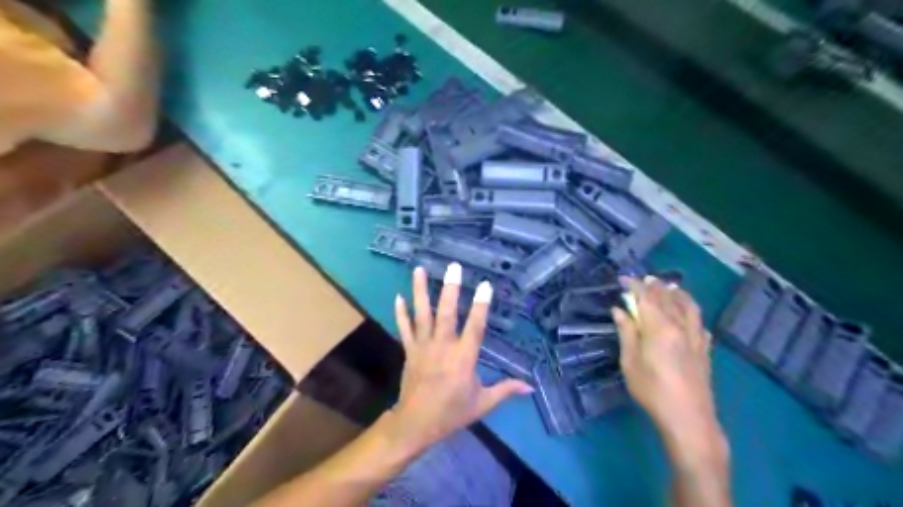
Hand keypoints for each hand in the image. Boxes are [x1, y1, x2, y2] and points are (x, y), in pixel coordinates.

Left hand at [391, 264, 530, 448]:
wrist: (416, 424)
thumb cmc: (452, 413)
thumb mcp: (483, 403)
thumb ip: (506, 390)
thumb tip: (530, 387)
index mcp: (463, 358)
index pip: (475, 327)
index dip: (482, 306)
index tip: (486, 285)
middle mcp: (443, 347)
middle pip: (447, 314)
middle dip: (450, 289)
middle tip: (453, 267)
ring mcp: (423, 347)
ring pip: (422, 315)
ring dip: (420, 291)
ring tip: (419, 269)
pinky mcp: (409, 351)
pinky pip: (404, 328)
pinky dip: (400, 313)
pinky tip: (398, 296)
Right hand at [615, 277, 719, 432]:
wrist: (688, 418)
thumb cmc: (651, 390)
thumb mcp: (630, 362)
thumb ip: (627, 332)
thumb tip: (620, 310)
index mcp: (659, 327)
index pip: (646, 297)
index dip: (634, 285)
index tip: (623, 279)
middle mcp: (680, 326)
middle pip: (667, 298)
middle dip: (654, 285)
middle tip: (643, 278)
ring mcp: (696, 337)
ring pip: (689, 306)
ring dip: (677, 293)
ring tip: (669, 287)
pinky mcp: (705, 349)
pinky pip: (699, 323)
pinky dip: (691, 313)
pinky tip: (688, 316)